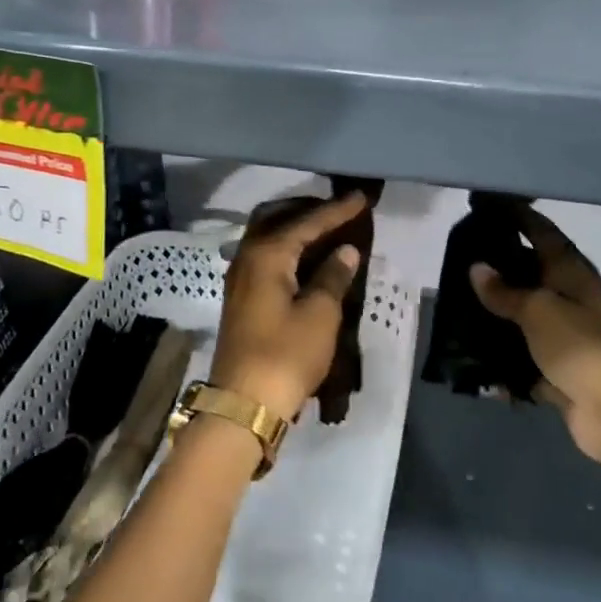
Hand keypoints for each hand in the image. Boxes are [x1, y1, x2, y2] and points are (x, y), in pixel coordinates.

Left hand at [209, 193, 368, 423]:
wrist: (244, 404)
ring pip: (268, 241)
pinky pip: (266, 261)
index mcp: (266, 254)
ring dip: (295, 234)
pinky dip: (287, 254)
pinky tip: (306, 262)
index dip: (336, 211)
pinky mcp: (241, 300)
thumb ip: (333, 276)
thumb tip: (344, 251)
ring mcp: (239, 280)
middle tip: (338, 211)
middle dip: (308, 214)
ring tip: (327, 233)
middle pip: (277, 222)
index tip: (360, 197)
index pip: (307, 222)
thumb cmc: (286, 354)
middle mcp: (247, 258)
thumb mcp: (320, 314)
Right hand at [469, 206, 600, 465]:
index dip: (521, 218)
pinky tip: (475, 362)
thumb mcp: (539, 312)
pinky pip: (525, 363)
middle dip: (502, 270)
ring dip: (499, 320)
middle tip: (461, 263)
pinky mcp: (562, 376)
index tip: (492, 206)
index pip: (545, 235)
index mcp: (574, 277)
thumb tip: (477, 268)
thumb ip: (506, 293)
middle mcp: (574, 303)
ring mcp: (570, 341)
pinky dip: (504, 364)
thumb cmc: (583, 348)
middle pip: (534, 278)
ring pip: (527, 322)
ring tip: (459, 312)